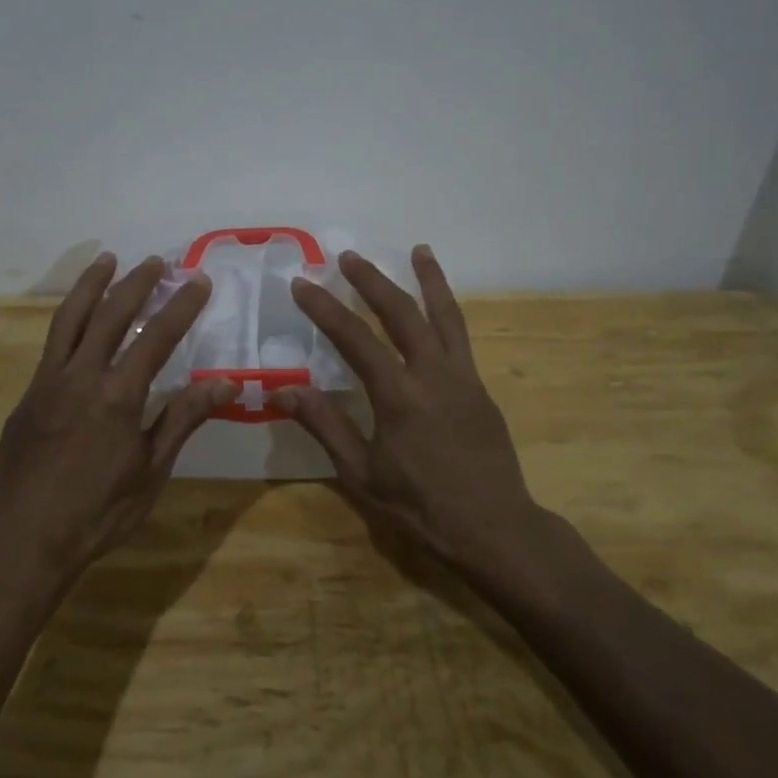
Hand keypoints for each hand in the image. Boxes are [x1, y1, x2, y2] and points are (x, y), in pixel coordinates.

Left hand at [0, 253, 234, 582]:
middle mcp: (80, 376)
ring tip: (107, 260)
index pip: (157, 337)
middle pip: (111, 314)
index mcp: (117, 395)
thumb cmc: (98, 511)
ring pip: (70, 319)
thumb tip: (227, 383)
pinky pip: (52, 344)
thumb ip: (184, 418)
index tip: (198, 281)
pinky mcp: (27, 395)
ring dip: (92, 285)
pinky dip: (69, 319)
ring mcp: (47, 382)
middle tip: (158, 262)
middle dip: (137, 283)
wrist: (23, 540)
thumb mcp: (151, 470)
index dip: (181, 306)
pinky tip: (78, 319)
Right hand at [270, 246, 549, 577]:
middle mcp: (433, 374)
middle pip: (401, 313)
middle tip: (348, 257)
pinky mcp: (480, 387)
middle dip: (372, 280)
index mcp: (399, 396)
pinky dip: (449, 310)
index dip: (325, 309)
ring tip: (419, 249)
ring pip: (445, 315)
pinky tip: (441, 305)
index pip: (355, 339)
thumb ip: (325, 425)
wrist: (494, 527)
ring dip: (429, 279)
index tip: (303, 284)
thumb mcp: (362, 474)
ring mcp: (463, 377)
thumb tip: (283, 388)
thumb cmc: (421, 506)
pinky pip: (462, 336)